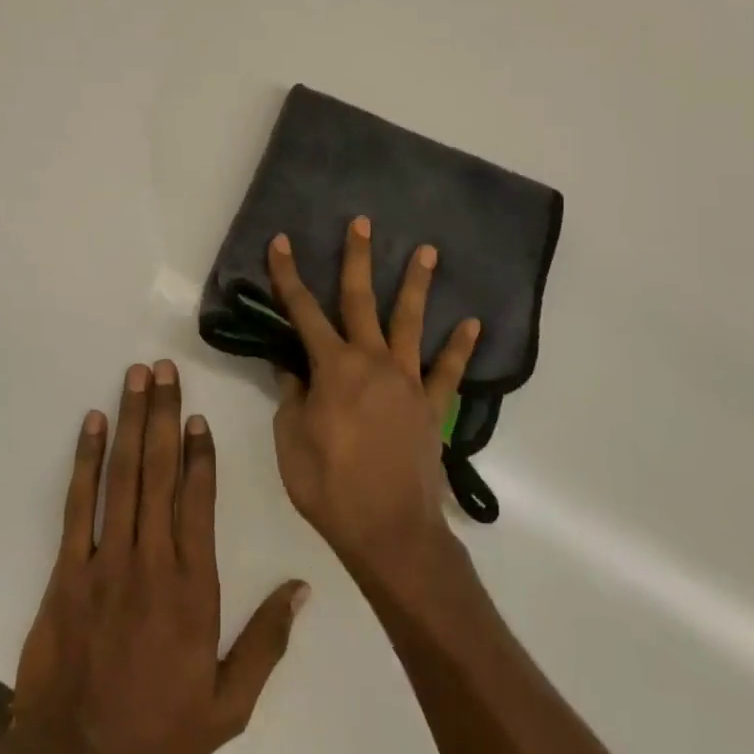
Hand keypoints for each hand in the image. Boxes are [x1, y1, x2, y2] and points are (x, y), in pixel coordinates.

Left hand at [11, 361, 305, 753]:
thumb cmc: (157, 730)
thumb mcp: (227, 705)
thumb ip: (265, 643)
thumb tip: (301, 589)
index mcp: (193, 587)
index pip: (199, 501)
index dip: (200, 453)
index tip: (198, 415)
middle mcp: (151, 561)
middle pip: (159, 472)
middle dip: (163, 415)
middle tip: (163, 369)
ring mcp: (106, 561)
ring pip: (122, 477)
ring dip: (131, 422)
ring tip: (135, 378)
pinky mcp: (67, 570)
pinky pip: (78, 505)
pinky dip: (86, 460)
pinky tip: (93, 424)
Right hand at [267, 218, 480, 577]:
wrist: (390, 532)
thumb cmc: (330, 487)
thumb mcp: (291, 441)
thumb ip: (291, 397)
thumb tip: (291, 368)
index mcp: (333, 368)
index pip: (303, 311)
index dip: (288, 275)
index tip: (280, 242)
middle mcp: (372, 361)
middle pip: (361, 300)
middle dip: (358, 258)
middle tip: (363, 222)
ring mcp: (408, 381)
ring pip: (411, 322)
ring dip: (418, 284)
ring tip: (429, 250)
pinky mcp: (432, 405)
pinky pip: (448, 370)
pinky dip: (460, 346)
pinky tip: (472, 322)